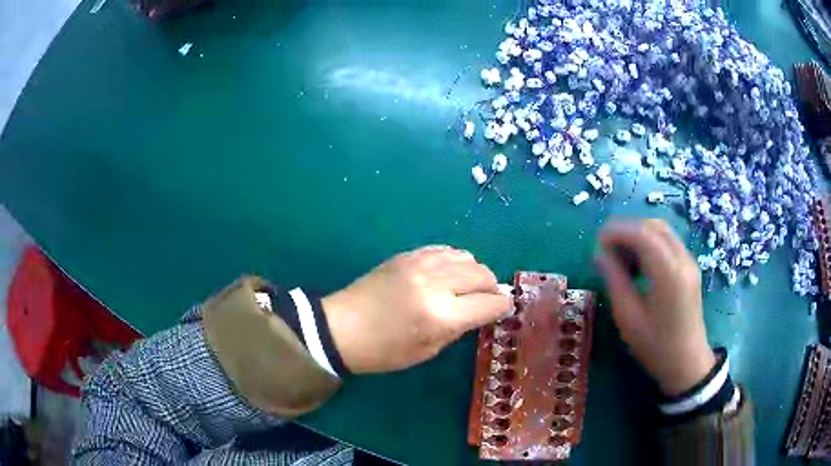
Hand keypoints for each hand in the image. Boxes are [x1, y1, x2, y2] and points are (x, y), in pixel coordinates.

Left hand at [322, 246, 510, 373]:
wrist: (341, 328)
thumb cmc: (384, 351)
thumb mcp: (427, 351)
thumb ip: (459, 328)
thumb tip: (482, 310)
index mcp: (442, 316)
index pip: (489, 303)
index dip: (502, 306)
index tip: (504, 308)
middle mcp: (435, 284)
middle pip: (482, 274)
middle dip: (492, 287)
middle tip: (487, 299)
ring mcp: (420, 264)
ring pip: (466, 257)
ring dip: (475, 272)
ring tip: (468, 285)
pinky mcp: (407, 255)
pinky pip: (444, 250)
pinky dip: (455, 260)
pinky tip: (450, 272)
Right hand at [595, 219, 715, 395]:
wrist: (687, 363)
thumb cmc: (655, 346)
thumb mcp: (629, 317)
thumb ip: (615, 280)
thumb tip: (599, 255)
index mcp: (668, 273)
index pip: (642, 234)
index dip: (617, 231)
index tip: (597, 243)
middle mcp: (682, 259)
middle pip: (652, 226)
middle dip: (626, 230)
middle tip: (606, 249)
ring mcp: (689, 261)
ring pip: (661, 231)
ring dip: (638, 235)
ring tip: (620, 256)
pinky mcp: (689, 267)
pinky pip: (667, 242)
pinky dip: (649, 243)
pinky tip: (638, 264)